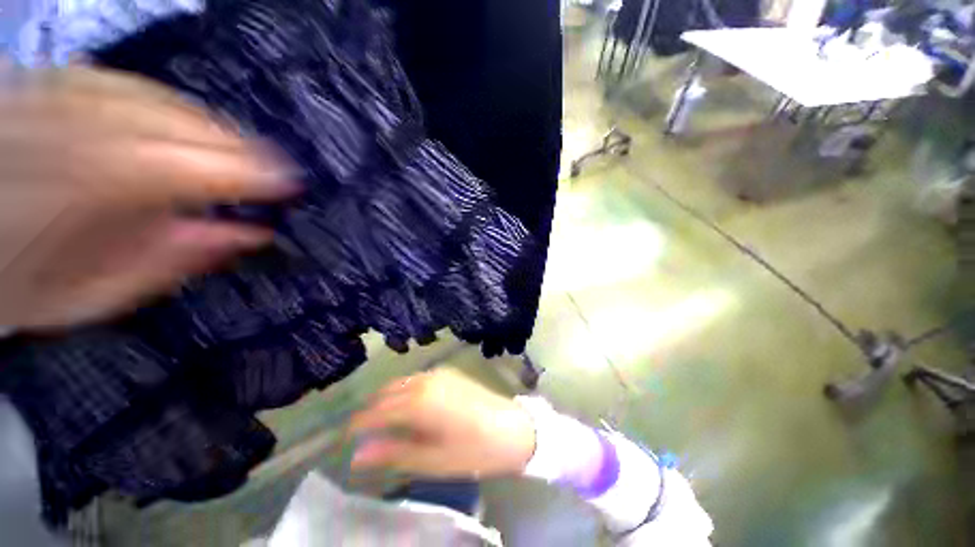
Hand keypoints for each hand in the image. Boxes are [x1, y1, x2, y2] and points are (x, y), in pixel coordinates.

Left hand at [0, 67, 297, 329]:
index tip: (291, 184)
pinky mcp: (53, 82)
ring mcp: (64, 96)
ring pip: (160, 98)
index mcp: (93, 190)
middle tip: (272, 168)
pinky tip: (185, 124)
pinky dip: (169, 103)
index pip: (198, 170)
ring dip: (209, 125)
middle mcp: (82, 129)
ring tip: (237, 149)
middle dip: (238, 146)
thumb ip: (172, 262)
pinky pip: (129, 83)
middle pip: (183, 125)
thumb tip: (250, 235)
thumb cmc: (16, 284)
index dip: (254, 174)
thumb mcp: (93, 295)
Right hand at [348, 368, 535, 478]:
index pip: (375, 411)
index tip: (344, 439)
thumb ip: (393, 453)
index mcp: (418, 402)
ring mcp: (439, 374)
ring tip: (383, 422)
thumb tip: (357, 455)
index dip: (357, 425)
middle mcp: (425, 381)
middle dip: (371, 410)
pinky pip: (417, 378)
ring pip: (401, 382)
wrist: (512, 428)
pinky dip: (405, 390)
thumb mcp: (431, 460)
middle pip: (386, 393)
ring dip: (387, 399)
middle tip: (363, 434)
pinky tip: (408, 406)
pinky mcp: (450, 373)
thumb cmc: (472, 449)